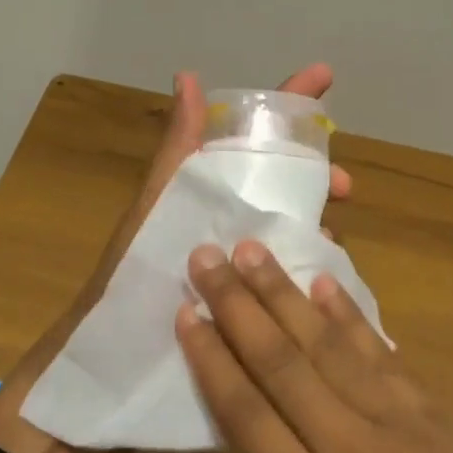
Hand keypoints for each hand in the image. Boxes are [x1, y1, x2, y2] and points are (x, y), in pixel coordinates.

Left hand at [0, 66, 350, 452]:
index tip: (325, 78)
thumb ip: (175, 153)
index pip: (250, 137)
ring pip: (288, 233)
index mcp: (201, 195)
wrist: (108, 375)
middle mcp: (221, 226)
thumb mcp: (154, 213)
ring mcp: (234, 269)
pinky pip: (285, 281)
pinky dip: (309, 273)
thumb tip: (188, 76)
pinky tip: (330, 287)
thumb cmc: (129, 286)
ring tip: (337, 240)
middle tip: (345, 190)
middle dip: (315, 176)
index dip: (288, 105)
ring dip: (317, 226)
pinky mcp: (243, 311)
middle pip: (280, 186)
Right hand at [168, 240, 452, 452]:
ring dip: (286, 293)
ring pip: (328, 343)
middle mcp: (350, 449)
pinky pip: (381, 351)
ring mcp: (399, 422)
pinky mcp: (435, 412)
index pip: (246, 413)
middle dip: (238, 303)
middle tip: (207, 253)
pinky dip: (349, 314)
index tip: (186, 310)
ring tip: (253, 250)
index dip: (212, 357)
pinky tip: (325, 282)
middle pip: (282, 361)